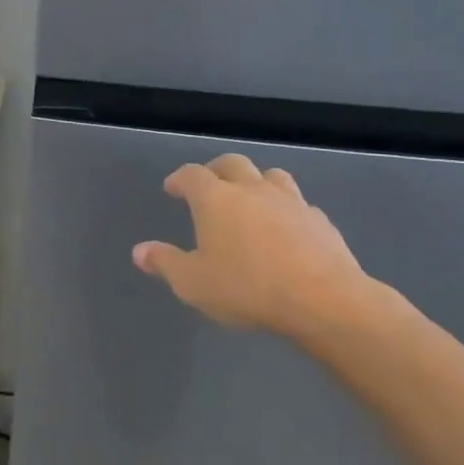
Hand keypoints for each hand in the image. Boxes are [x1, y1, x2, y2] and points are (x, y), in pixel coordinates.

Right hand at [132, 154, 380, 344]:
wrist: (324, 301)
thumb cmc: (247, 288)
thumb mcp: (192, 283)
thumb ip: (165, 263)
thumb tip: (139, 251)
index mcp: (216, 199)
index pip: (192, 174)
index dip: (179, 178)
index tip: (172, 188)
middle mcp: (252, 190)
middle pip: (232, 163)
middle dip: (216, 170)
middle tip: (209, 186)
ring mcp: (291, 202)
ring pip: (271, 176)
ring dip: (256, 182)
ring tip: (250, 200)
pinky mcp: (320, 221)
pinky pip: (299, 205)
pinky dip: (286, 211)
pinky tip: (286, 230)